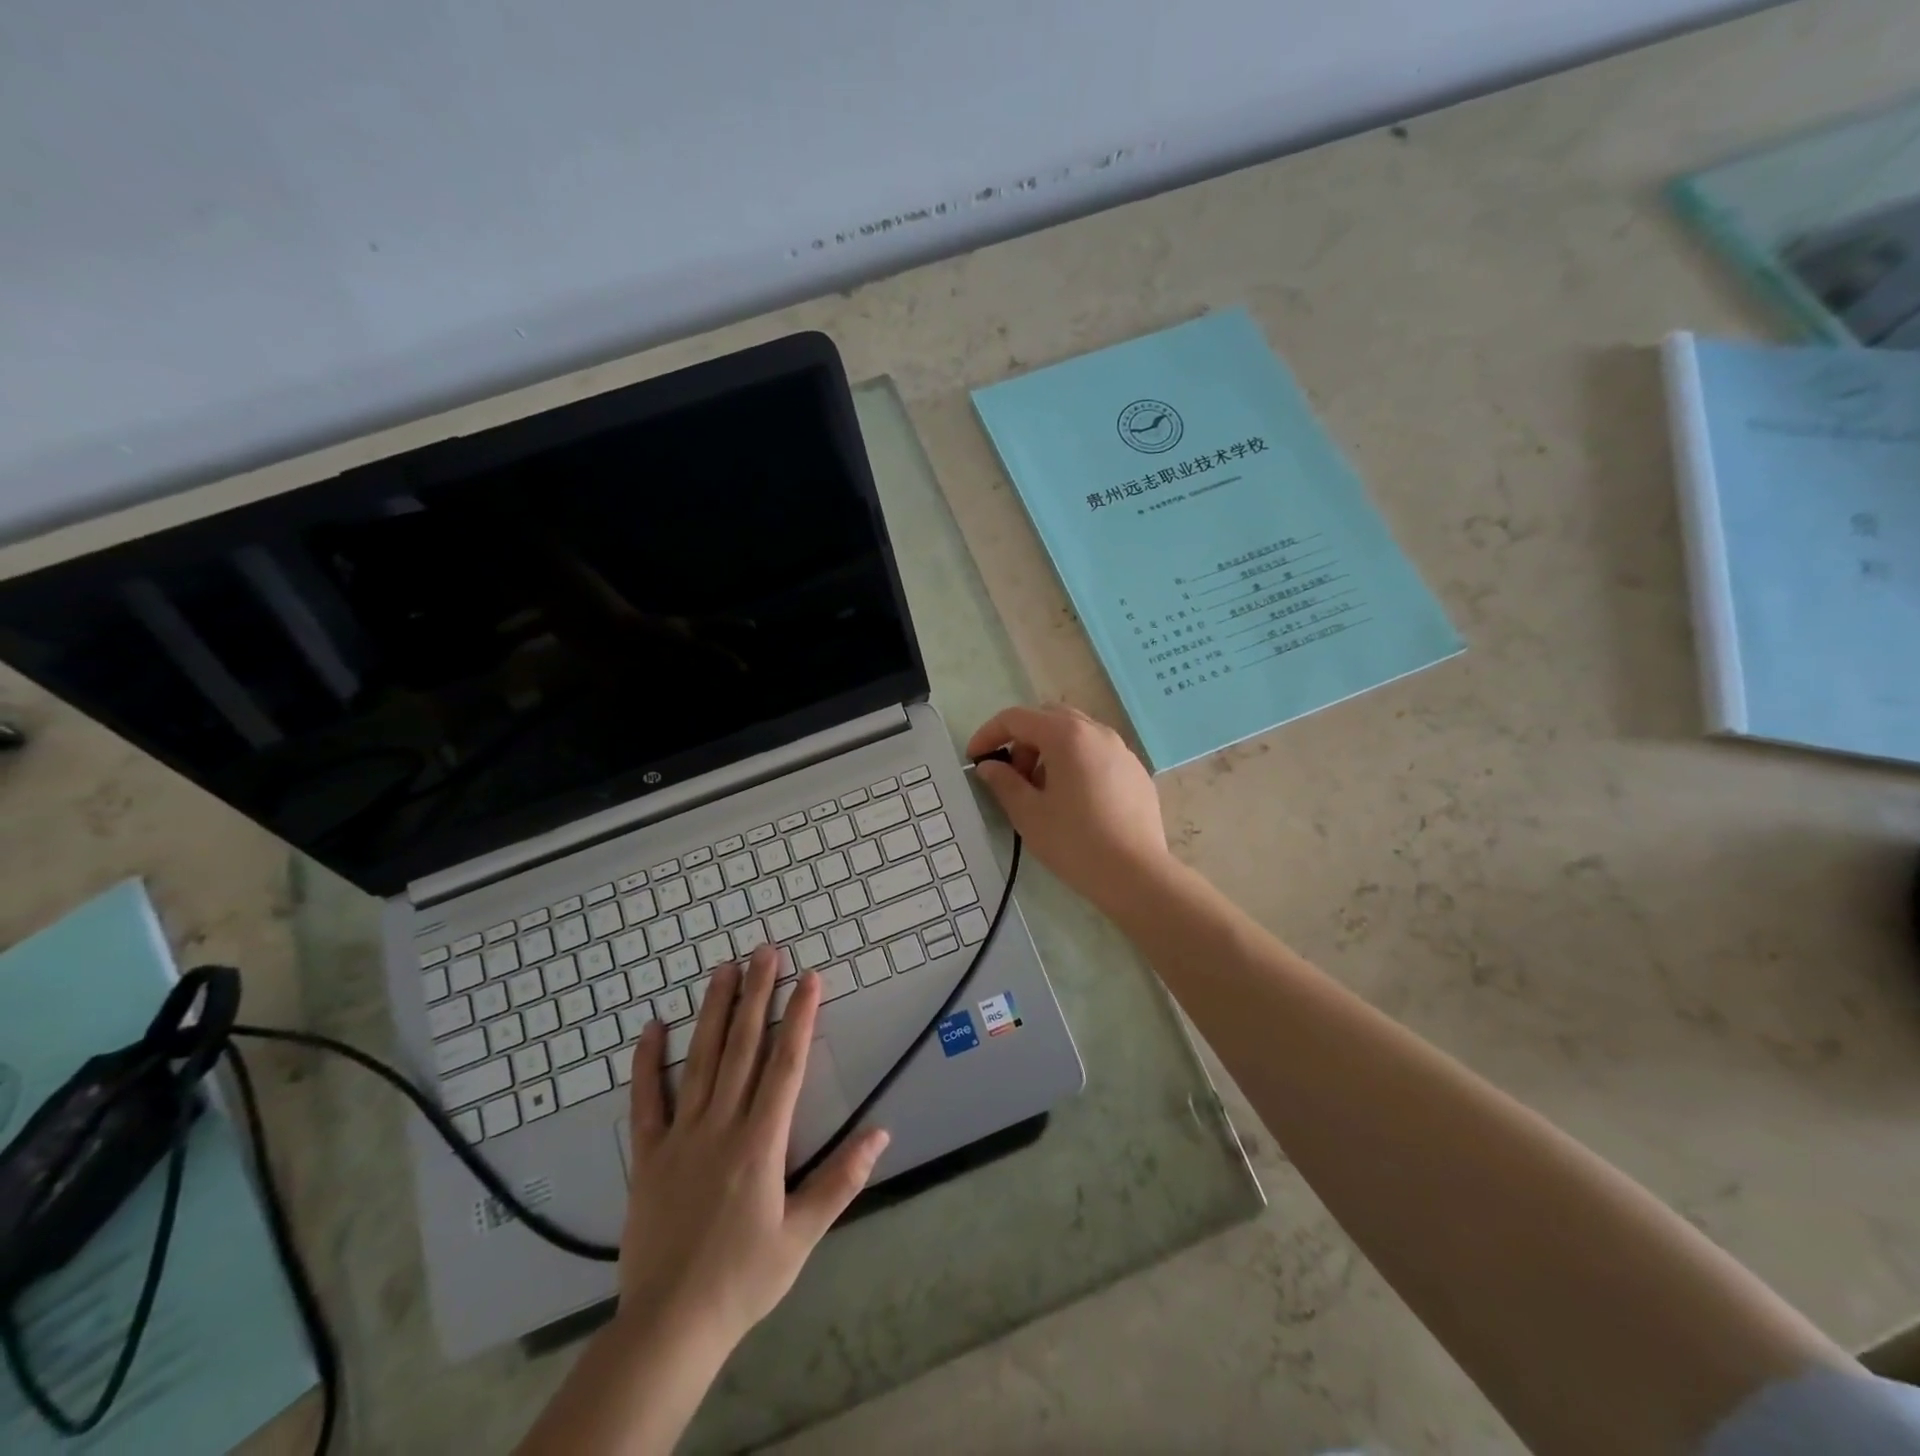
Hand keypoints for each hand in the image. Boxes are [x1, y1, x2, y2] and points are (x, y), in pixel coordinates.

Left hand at [616, 947, 889, 1353]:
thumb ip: (841, 1180)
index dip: (800, 1017)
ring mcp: (680, 1136)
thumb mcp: (802, 1235)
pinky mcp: (648, 1155)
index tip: (809, 978)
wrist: (668, 1328)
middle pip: (743, 1047)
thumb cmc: (744, 1279)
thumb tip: (881, 1133)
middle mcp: (721, 1125)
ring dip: (714, 1011)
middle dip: (757, 995)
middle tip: (765, 951)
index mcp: (761, 1142)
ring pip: (700, 1060)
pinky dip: (648, 1061)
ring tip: (723, 969)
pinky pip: (647, 1100)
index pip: (786, 1065)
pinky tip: (653, 1026)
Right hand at [966, 703, 1171, 917]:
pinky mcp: (1136, 771)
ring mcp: (1121, 750)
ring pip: (1076, 734)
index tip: (974, 759)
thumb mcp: (1028, 814)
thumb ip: (1004, 782)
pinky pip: (1097, 754)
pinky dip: (1076, 763)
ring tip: (1042, 791)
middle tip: (1012, 776)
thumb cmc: (1074, 842)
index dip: (989, 734)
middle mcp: (1097, 732)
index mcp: (1066, 735)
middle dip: (1023, 740)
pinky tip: (1075, 801)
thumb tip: (990, 766)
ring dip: (1050, 751)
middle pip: (1048, 718)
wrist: (1136, 874)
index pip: (1017, 718)